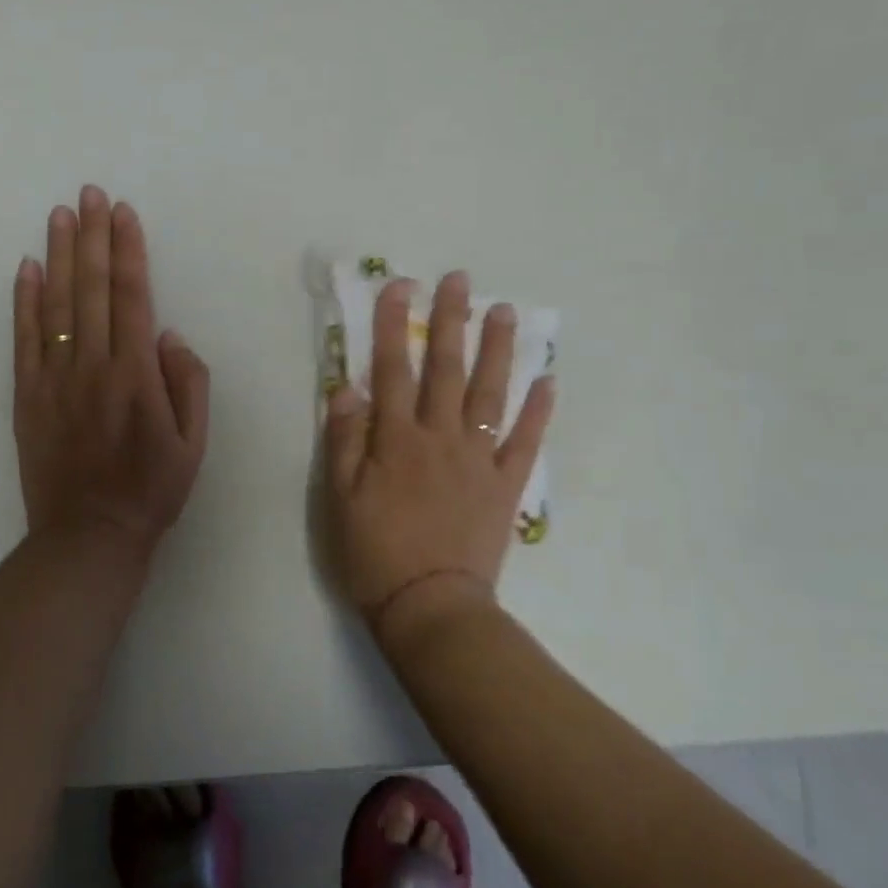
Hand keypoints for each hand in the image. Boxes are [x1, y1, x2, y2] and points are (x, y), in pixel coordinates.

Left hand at [13, 186, 209, 561]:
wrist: (89, 534)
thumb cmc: (151, 489)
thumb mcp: (194, 443)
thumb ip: (188, 384)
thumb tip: (169, 335)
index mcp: (136, 376)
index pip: (131, 297)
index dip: (128, 251)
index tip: (124, 213)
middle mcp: (93, 367)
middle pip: (91, 289)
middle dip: (93, 237)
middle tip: (90, 194)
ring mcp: (54, 379)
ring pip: (56, 305)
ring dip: (58, 256)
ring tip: (60, 215)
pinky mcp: (27, 395)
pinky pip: (25, 339)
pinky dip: (24, 301)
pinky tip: (26, 268)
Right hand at [323, 271, 553, 635]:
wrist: (430, 607)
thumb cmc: (375, 552)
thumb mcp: (340, 498)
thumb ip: (343, 440)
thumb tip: (346, 387)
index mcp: (396, 439)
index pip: (393, 370)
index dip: (395, 326)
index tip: (401, 287)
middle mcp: (440, 438)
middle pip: (447, 369)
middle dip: (452, 321)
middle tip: (461, 280)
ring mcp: (479, 459)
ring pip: (491, 394)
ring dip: (499, 350)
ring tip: (506, 312)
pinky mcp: (506, 486)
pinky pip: (525, 442)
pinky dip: (538, 411)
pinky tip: (547, 381)